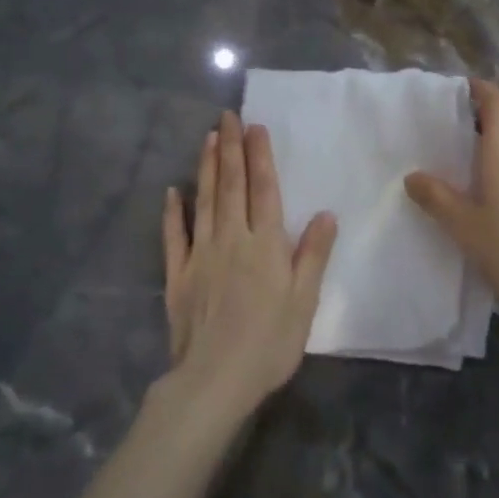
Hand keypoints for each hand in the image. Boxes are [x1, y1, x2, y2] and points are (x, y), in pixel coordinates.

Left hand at [162, 112, 336, 414]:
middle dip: (231, 149)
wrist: (214, 380)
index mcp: (266, 245)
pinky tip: (172, 192)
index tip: (255, 127)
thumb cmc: (269, 342)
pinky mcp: (178, 275)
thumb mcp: (304, 301)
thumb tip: (326, 214)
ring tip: (207, 138)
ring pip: (204, 202)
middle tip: (227, 117)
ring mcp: (201, 255)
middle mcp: (232, 240)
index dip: (260, 157)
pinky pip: (174, 237)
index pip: (263, 190)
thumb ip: (313, 255)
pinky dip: (173, 212)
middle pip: (231, 186)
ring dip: (207, 168)